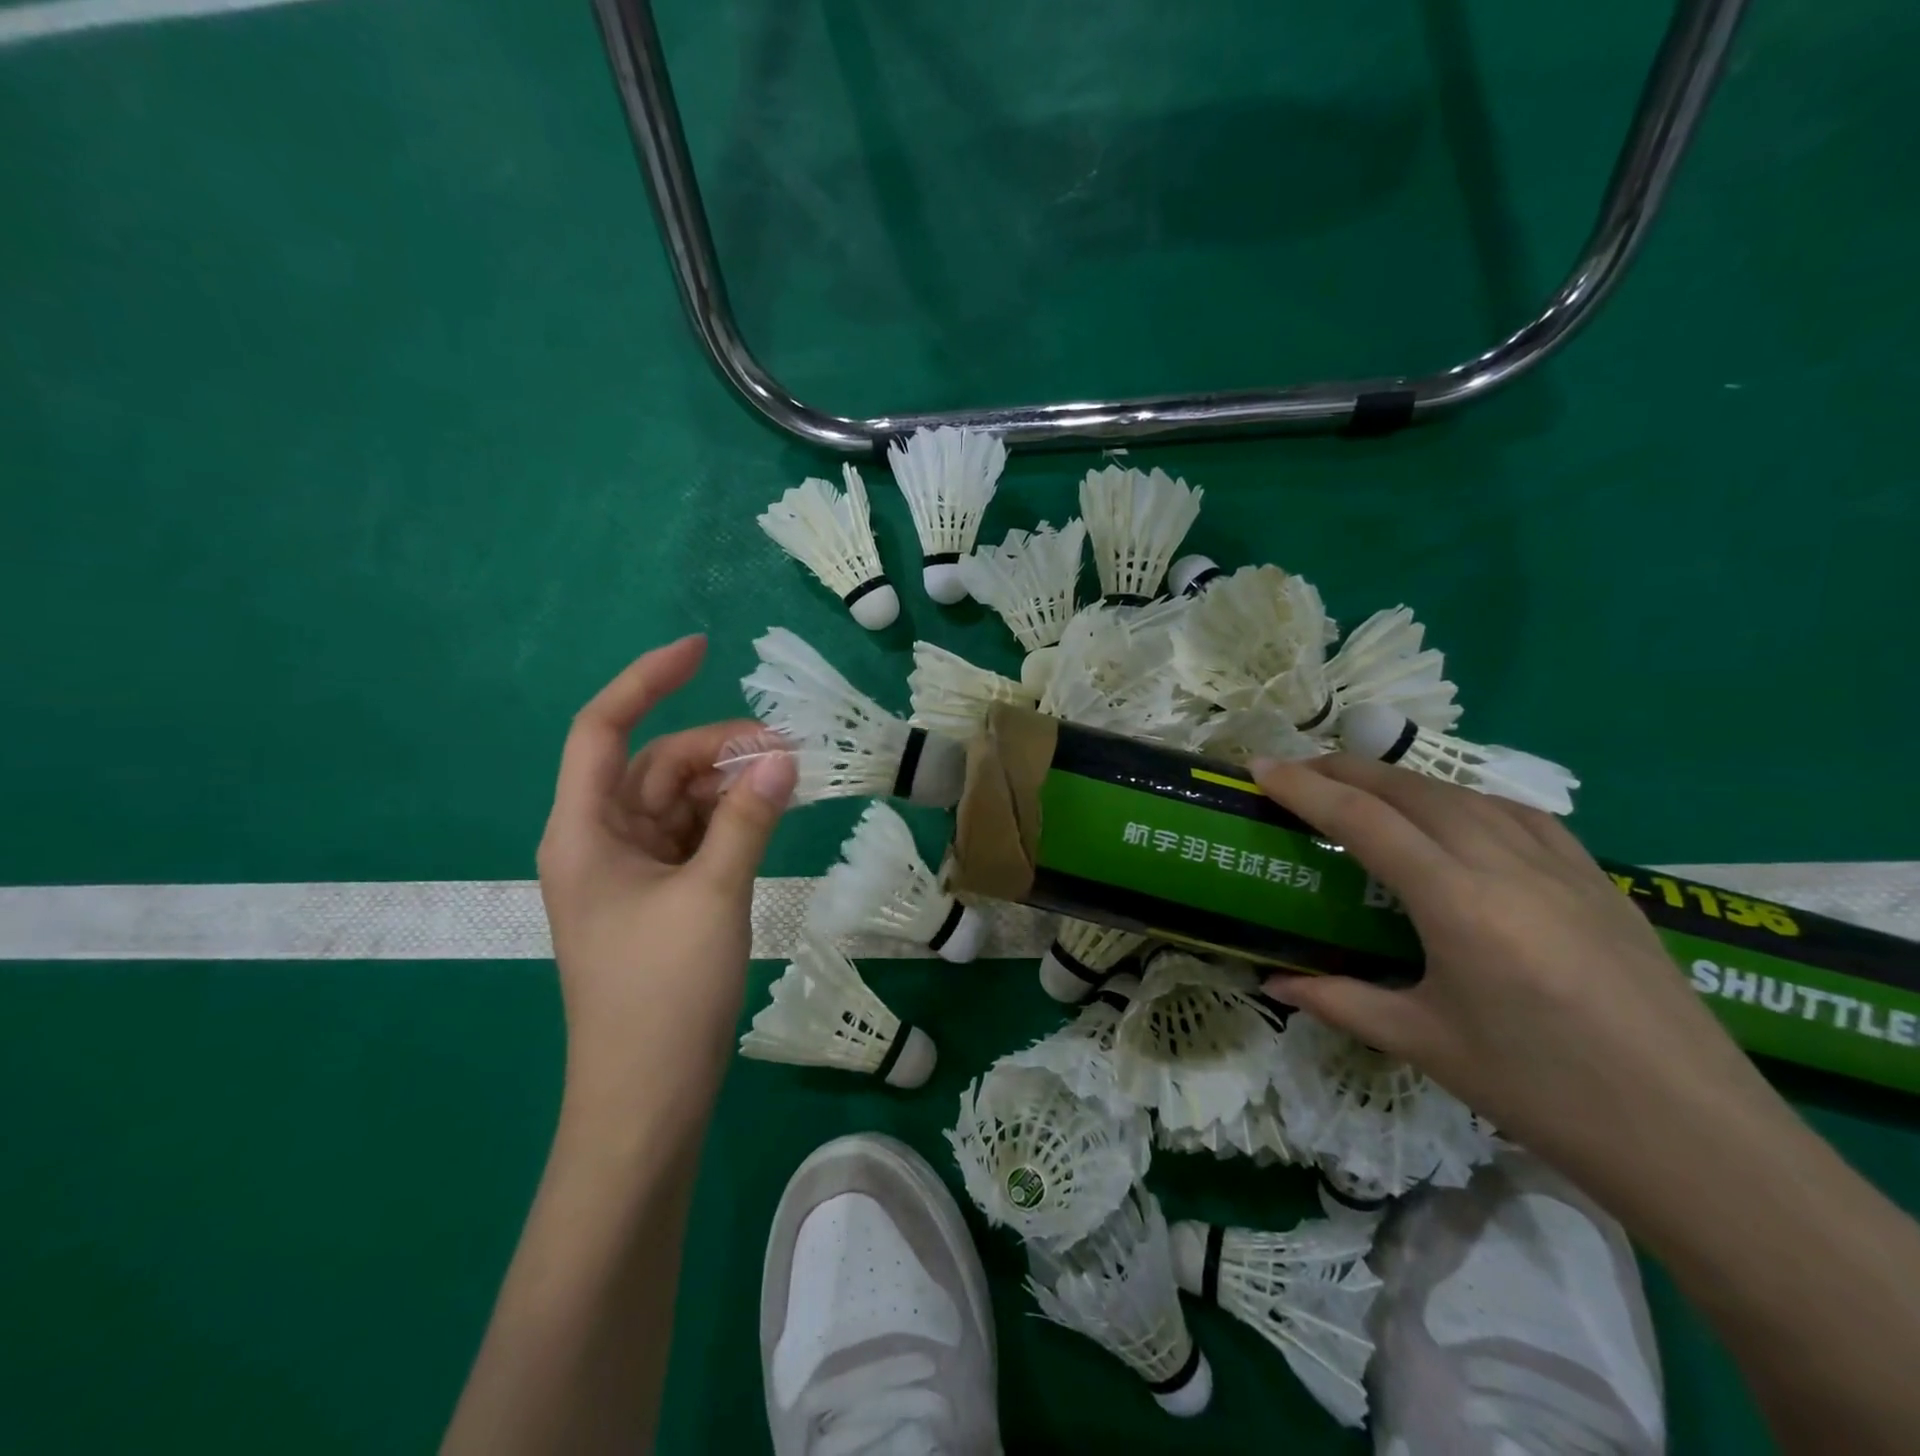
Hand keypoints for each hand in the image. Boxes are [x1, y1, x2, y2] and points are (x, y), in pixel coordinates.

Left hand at [536, 636, 796, 1103]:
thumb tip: (783, 757)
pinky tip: (770, 817)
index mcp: (585, 831)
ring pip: (681, 801)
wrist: (646, 1101)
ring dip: (730, 786)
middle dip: (718, 749)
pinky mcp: (660, 897)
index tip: (702, 651)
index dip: (646, 680)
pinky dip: (731, 820)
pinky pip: (696, 837)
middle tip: (787, 750)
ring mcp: (632, 871)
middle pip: (657, 766)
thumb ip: (747, 819)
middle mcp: (602, 841)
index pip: (604, 730)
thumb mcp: (712, 895)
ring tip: (788, 782)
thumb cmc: (662, 996)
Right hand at [1249, 754, 1773, 1168]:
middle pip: (1412, 791)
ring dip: (1404, 782)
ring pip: (1466, 794)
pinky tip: (1458, 818)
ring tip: (1364, 789)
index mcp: (1457, 903)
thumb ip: (1340, 1001)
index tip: (1260, 768)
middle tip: (1297, 772)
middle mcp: (1507, 865)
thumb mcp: (1425, 1045)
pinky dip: (1467, 800)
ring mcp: (1563, 867)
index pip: (1363, 821)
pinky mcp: (1602, 882)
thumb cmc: (1543, 1093)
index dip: (1305, 788)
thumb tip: (1274, 982)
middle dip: (1345, 771)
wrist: (1700, 1142)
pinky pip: (1520, 816)